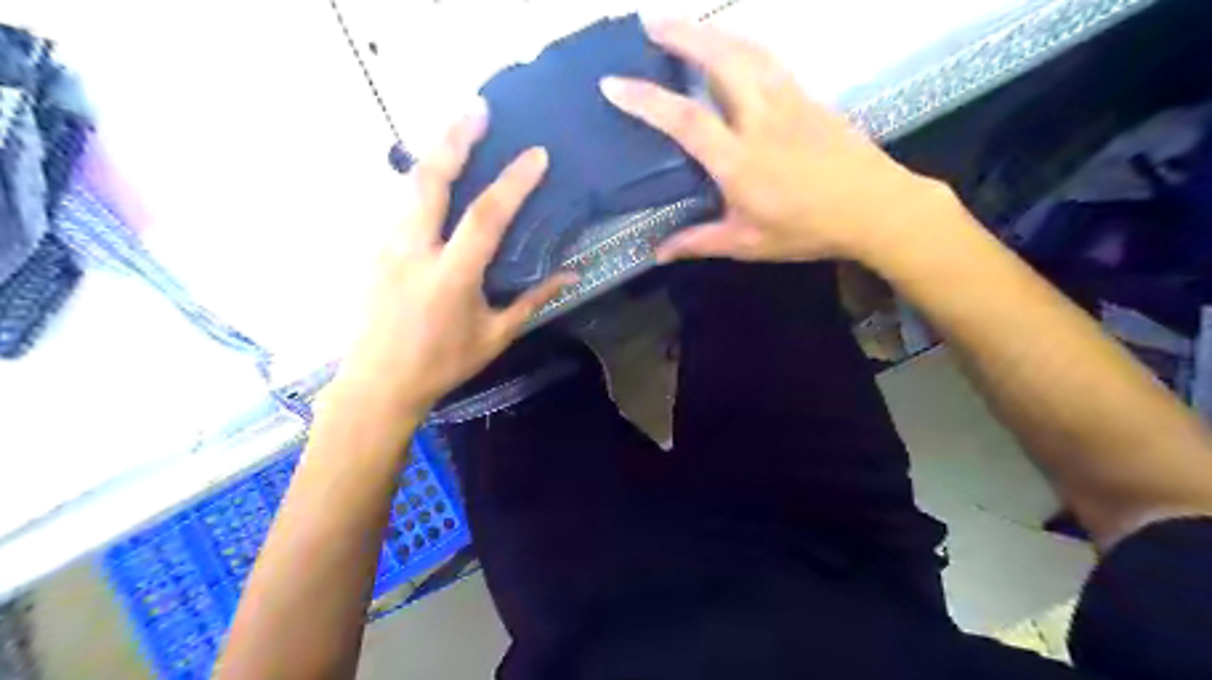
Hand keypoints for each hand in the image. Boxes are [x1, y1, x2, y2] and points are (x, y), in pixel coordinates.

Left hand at [330, 104, 573, 423]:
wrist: (376, 384)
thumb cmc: (442, 364)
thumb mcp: (495, 336)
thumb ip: (532, 301)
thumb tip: (571, 276)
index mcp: (450, 276)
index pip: (485, 217)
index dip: (514, 182)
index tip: (537, 155)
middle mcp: (413, 251)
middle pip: (429, 180)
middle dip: (454, 138)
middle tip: (477, 108)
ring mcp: (385, 247)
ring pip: (408, 187)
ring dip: (435, 155)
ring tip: (458, 133)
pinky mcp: (372, 252)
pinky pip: (400, 207)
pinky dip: (421, 186)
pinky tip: (437, 184)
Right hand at [601, 20, 952, 263]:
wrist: (875, 208)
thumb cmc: (807, 229)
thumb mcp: (748, 243)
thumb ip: (699, 242)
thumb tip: (658, 253)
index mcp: (740, 161)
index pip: (685, 120)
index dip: (646, 99)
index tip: (612, 83)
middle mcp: (761, 120)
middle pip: (719, 60)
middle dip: (680, 35)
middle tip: (648, 21)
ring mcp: (788, 101)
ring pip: (746, 50)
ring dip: (711, 31)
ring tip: (684, 25)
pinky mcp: (808, 96)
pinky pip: (769, 60)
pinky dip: (742, 44)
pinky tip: (732, 46)